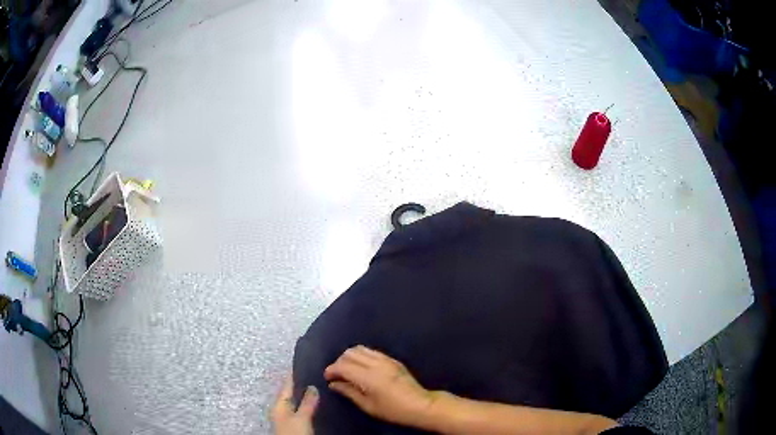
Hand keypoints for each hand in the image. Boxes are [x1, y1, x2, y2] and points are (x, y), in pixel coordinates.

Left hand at [272, 376, 318, 434]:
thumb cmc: (294, 432)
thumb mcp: (302, 417)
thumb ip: (307, 403)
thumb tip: (312, 386)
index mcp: (279, 404)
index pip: (287, 386)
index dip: (295, 376)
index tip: (306, 366)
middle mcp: (282, 409)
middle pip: (292, 395)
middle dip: (303, 387)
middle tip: (318, 378)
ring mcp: (288, 418)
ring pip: (297, 404)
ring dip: (307, 398)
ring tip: (321, 391)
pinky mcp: (294, 425)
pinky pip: (302, 412)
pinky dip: (308, 407)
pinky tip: (318, 407)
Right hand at [324, 345, 437, 427]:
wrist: (420, 405)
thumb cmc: (393, 410)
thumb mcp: (368, 406)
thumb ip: (349, 392)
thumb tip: (334, 384)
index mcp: (368, 376)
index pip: (343, 365)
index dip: (331, 370)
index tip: (327, 377)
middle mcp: (376, 363)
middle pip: (350, 353)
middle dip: (339, 362)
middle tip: (336, 374)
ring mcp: (386, 359)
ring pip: (360, 349)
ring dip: (350, 356)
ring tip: (347, 370)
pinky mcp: (393, 360)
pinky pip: (372, 351)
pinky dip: (361, 355)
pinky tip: (361, 367)